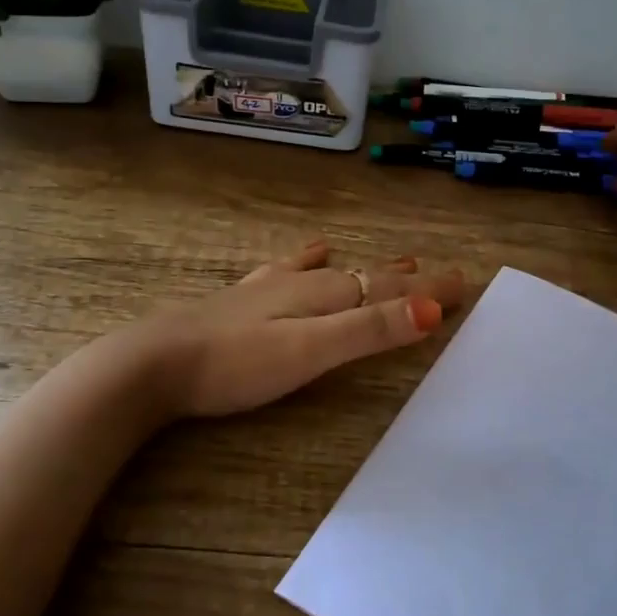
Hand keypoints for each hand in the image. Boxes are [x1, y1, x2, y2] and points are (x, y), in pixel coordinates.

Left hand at [133, 240, 466, 417]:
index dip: (427, 290)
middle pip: (363, 278)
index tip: (465, 284)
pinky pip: (285, 271)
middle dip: (404, 279)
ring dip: (365, 269)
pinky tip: (309, 251)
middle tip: (437, 273)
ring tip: (396, 260)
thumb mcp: (308, 352)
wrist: (152, 364)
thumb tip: (430, 311)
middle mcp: (299, 285)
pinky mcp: (240, 303)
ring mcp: (266, 291)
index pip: (387, 290)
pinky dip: (305, 260)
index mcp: (320, 297)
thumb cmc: (234, 364)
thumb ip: (366, 331)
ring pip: (329, 272)